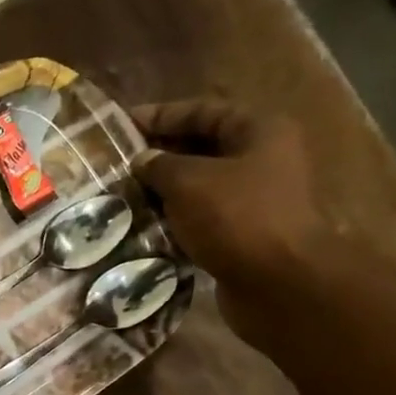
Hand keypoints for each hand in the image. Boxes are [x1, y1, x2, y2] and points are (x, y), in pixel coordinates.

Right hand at [128, 100, 382, 346]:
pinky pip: (201, 218)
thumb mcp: (188, 182)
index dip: (161, 115)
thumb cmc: (237, 218)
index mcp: (259, 132)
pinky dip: (174, 219)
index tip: (120, 124)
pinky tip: (143, 225)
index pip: (202, 111)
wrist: (279, 283)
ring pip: (199, 186)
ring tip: (122, 195)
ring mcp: (254, 199)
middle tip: (116, 163)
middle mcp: (262, 159)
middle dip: (159, 155)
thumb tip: (141, 160)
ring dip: (162, 190)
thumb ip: (159, 165)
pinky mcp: (242, 234)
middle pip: (202, 148)